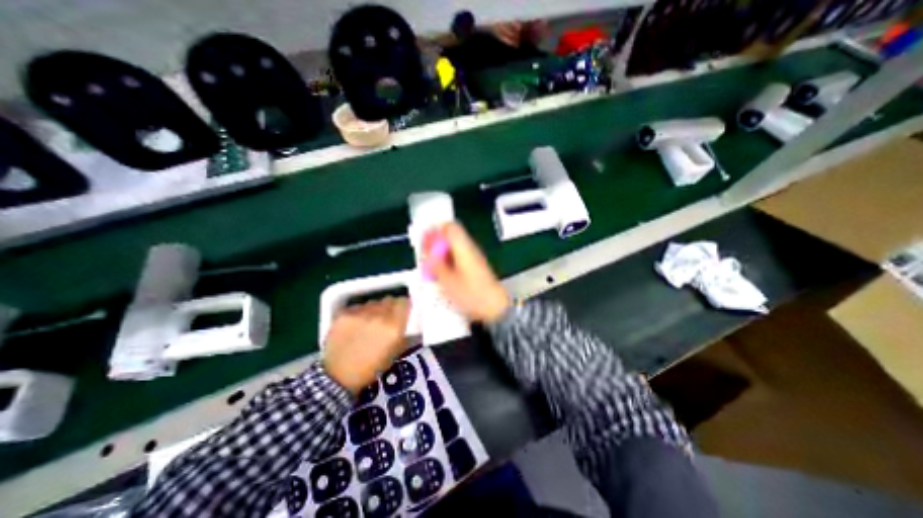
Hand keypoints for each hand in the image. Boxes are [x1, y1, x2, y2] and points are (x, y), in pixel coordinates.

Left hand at [324, 298, 410, 393]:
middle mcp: (379, 315)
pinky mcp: (344, 314)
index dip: (403, 306)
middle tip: (386, 317)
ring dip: (374, 310)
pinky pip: (357, 307)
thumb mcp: (394, 353)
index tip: (402, 311)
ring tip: (369, 323)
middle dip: (389, 307)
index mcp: (394, 326)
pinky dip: (359, 313)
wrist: (338, 376)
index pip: (404, 302)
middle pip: (389, 299)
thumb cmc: (371, 368)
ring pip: (373, 302)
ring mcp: (360, 313)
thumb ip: (403, 334)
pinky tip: (355, 326)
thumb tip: (407, 323)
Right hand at [421, 222, 507, 323]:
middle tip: (425, 255)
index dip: (435, 230)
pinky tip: (442, 274)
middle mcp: (469, 248)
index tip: (424, 239)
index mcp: (463, 247)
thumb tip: (427, 254)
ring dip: (441, 253)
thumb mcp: (447, 281)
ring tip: (430, 266)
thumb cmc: (471, 294)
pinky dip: (448, 261)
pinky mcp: (475, 266)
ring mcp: (473, 257)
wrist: (494, 307)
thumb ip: (435, 265)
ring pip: (453, 247)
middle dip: (435, 243)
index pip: (449, 226)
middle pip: (450, 236)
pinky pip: (458, 257)